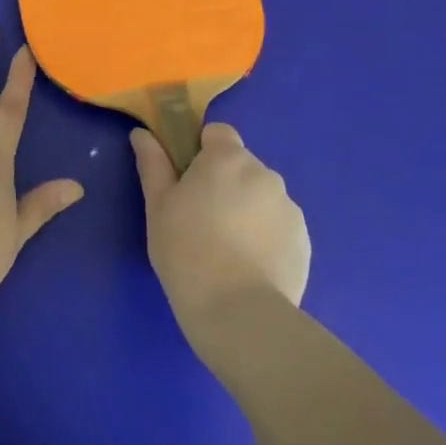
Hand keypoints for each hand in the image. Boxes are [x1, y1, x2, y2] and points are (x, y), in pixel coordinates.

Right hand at [130, 122, 310, 349]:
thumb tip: (141, 134)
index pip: (218, 134)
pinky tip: (248, 266)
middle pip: (241, 166)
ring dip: (247, 210)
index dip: (201, 152)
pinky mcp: (304, 241)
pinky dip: (265, 237)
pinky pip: (279, 226)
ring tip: (227, 250)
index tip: (187, 183)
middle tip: (201, 220)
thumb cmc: (185, 250)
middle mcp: (265, 174)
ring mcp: (289, 208)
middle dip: (225, 183)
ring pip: (261, 197)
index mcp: (227, 159)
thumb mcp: (157, 206)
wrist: (237, 311)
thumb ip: (152, 164)